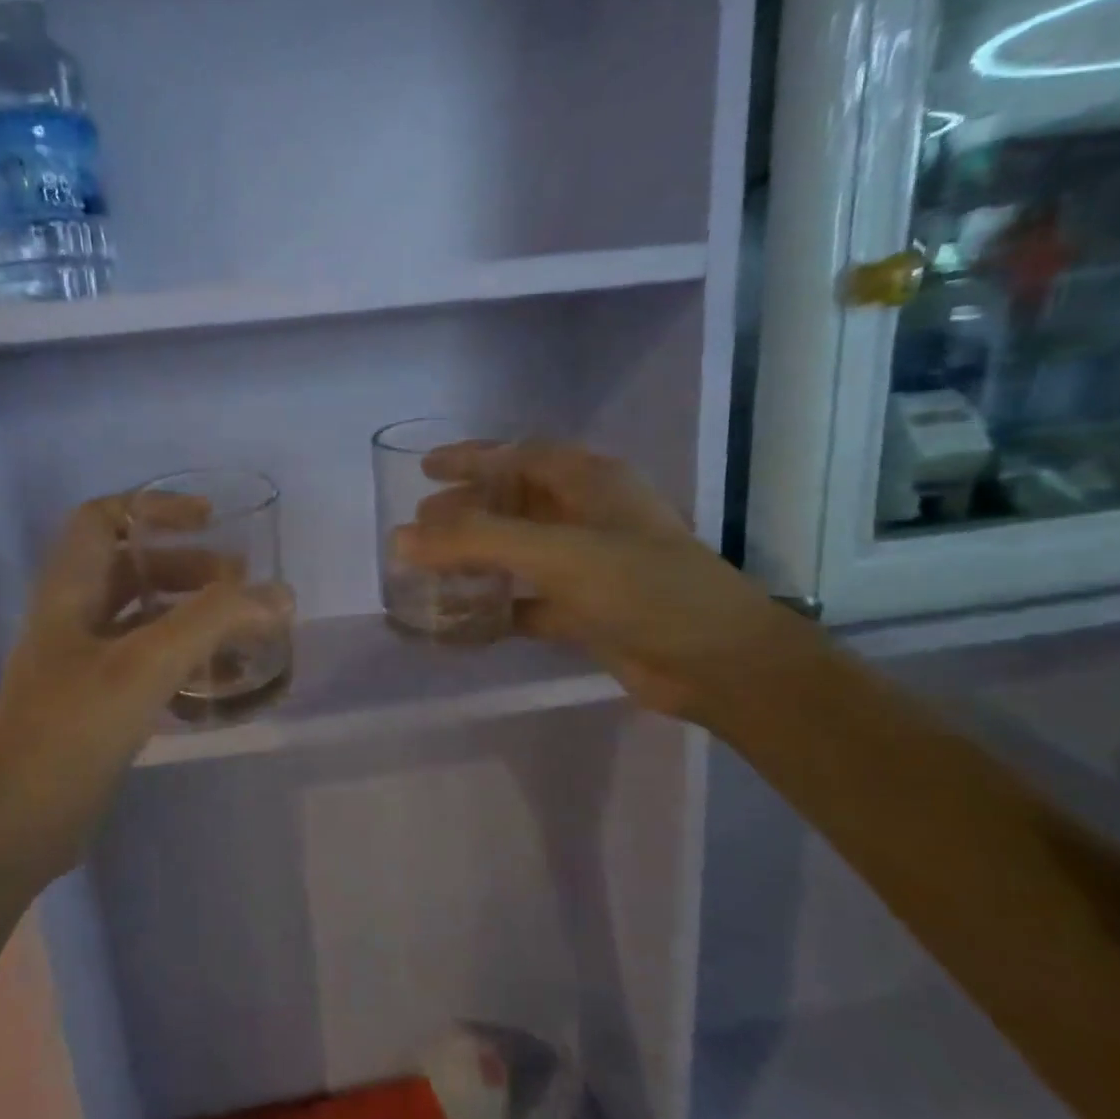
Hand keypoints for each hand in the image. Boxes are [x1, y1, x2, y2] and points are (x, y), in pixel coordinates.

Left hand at [0, 493, 290, 878]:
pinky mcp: (101, 704)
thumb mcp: (144, 665)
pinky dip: (188, 662)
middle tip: (242, 587)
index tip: (210, 520)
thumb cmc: (71, 730)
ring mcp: (87, 664)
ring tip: (245, 631)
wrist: (16, 825)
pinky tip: (222, 682)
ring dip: (195, 617)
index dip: (155, 508)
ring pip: (147, 619)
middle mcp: (75, 618)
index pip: (103, 517)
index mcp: (70, 590)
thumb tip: (280, 595)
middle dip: (191, 569)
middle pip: (135, 569)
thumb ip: (213, 622)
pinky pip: (151, 665)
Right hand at [396, 442, 796, 721]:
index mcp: (589, 482)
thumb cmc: (643, 588)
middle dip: (466, 511)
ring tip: (430, 569)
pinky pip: (529, 601)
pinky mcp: (588, 611)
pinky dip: (498, 607)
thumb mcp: (557, 553)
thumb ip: (476, 541)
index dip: (470, 458)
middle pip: (514, 503)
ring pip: (520, 552)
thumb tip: (401, 538)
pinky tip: (464, 620)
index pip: (517, 455)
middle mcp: (588, 516)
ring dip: (478, 559)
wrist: (719, 663)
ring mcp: (590, 565)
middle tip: (419, 527)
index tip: (425, 469)